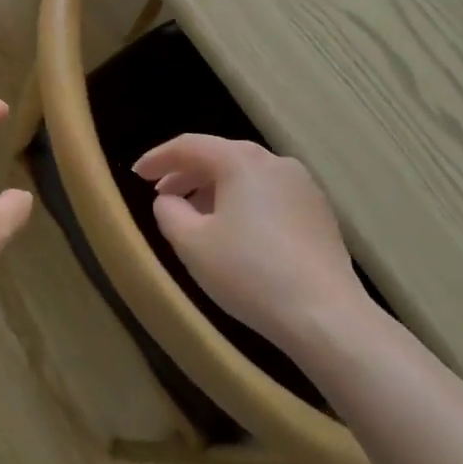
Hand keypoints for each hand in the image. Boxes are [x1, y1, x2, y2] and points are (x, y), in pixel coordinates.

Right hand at [133, 134, 366, 342]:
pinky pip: (269, 195)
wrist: (326, 317)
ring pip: (246, 177)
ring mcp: (303, 186)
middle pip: (220, 157)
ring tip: (196, 218)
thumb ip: (169, 212)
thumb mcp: (191, 244)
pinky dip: (244, 204)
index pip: (189, 146)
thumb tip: (169, 200)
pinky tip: (236, 233)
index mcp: (241, 161)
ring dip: (215, 190)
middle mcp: (274, 162)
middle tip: (162, 197)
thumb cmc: (249, 273)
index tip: (136, 175)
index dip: (158, 159)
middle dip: (186, 174)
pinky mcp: (319, 213)